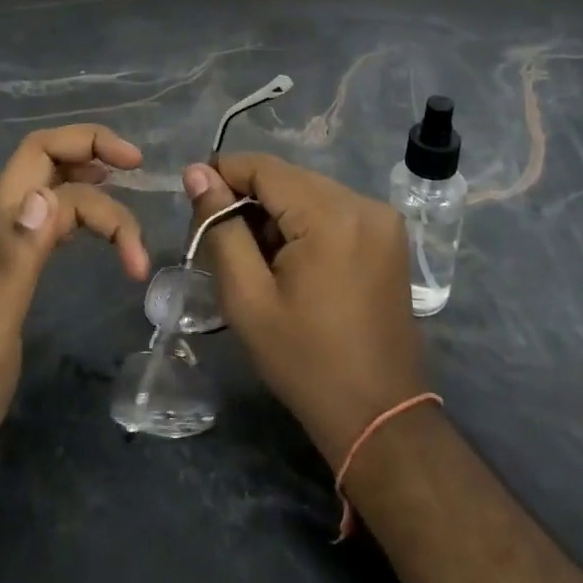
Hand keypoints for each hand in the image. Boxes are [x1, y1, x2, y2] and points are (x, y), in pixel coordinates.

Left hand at [0, 126, 149, 484]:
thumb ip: (16, 257)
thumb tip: (46, 195)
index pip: (44, 160)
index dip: (91, 152)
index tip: (138, 175)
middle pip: (44, 160)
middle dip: (91, 150)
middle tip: (138, 170)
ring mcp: (4, 249)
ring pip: (51, 190)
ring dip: (92, 186)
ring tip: (126, 199)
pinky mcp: (13, 272)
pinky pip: (52, 224)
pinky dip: (83, 217)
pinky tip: (97, 232)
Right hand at [183, 153, 427, 469]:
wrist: (378, 415)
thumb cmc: (305, 362)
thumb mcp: (248, 298)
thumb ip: (221, 228)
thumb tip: (196, 173)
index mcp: (331, 215)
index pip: (265, 167)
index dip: (223, 173)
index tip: (193, 198)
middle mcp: (363, 203)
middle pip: (289, 178)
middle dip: (249, 198)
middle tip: (217, 236)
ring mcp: (382, 218)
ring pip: (310, 192)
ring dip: (276, 212)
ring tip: (253, 255)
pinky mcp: (389, 235)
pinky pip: (334, 209)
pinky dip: (305, 222)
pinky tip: (289, 259)